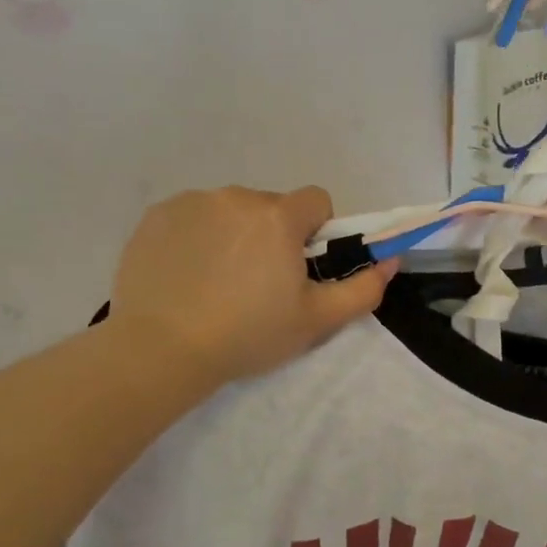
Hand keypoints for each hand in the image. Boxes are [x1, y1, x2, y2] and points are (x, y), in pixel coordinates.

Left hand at [107, 185, 394, 388]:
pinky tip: (186, 276)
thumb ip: (363, 289)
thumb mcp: (317, 321)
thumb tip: (391, 261)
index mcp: (278, 216)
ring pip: (230, 211)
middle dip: (273, 236)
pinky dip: (196, 237)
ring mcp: (191, 203)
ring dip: (234, 234)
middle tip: (258, 284)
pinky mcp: (155, 216)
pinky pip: (191, 216)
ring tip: (217, 283)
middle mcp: (236, 197)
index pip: (315, 200)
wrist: (161, 349)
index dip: (316, 233)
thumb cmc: (248, 334)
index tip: (300, 267)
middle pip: (271, 207)